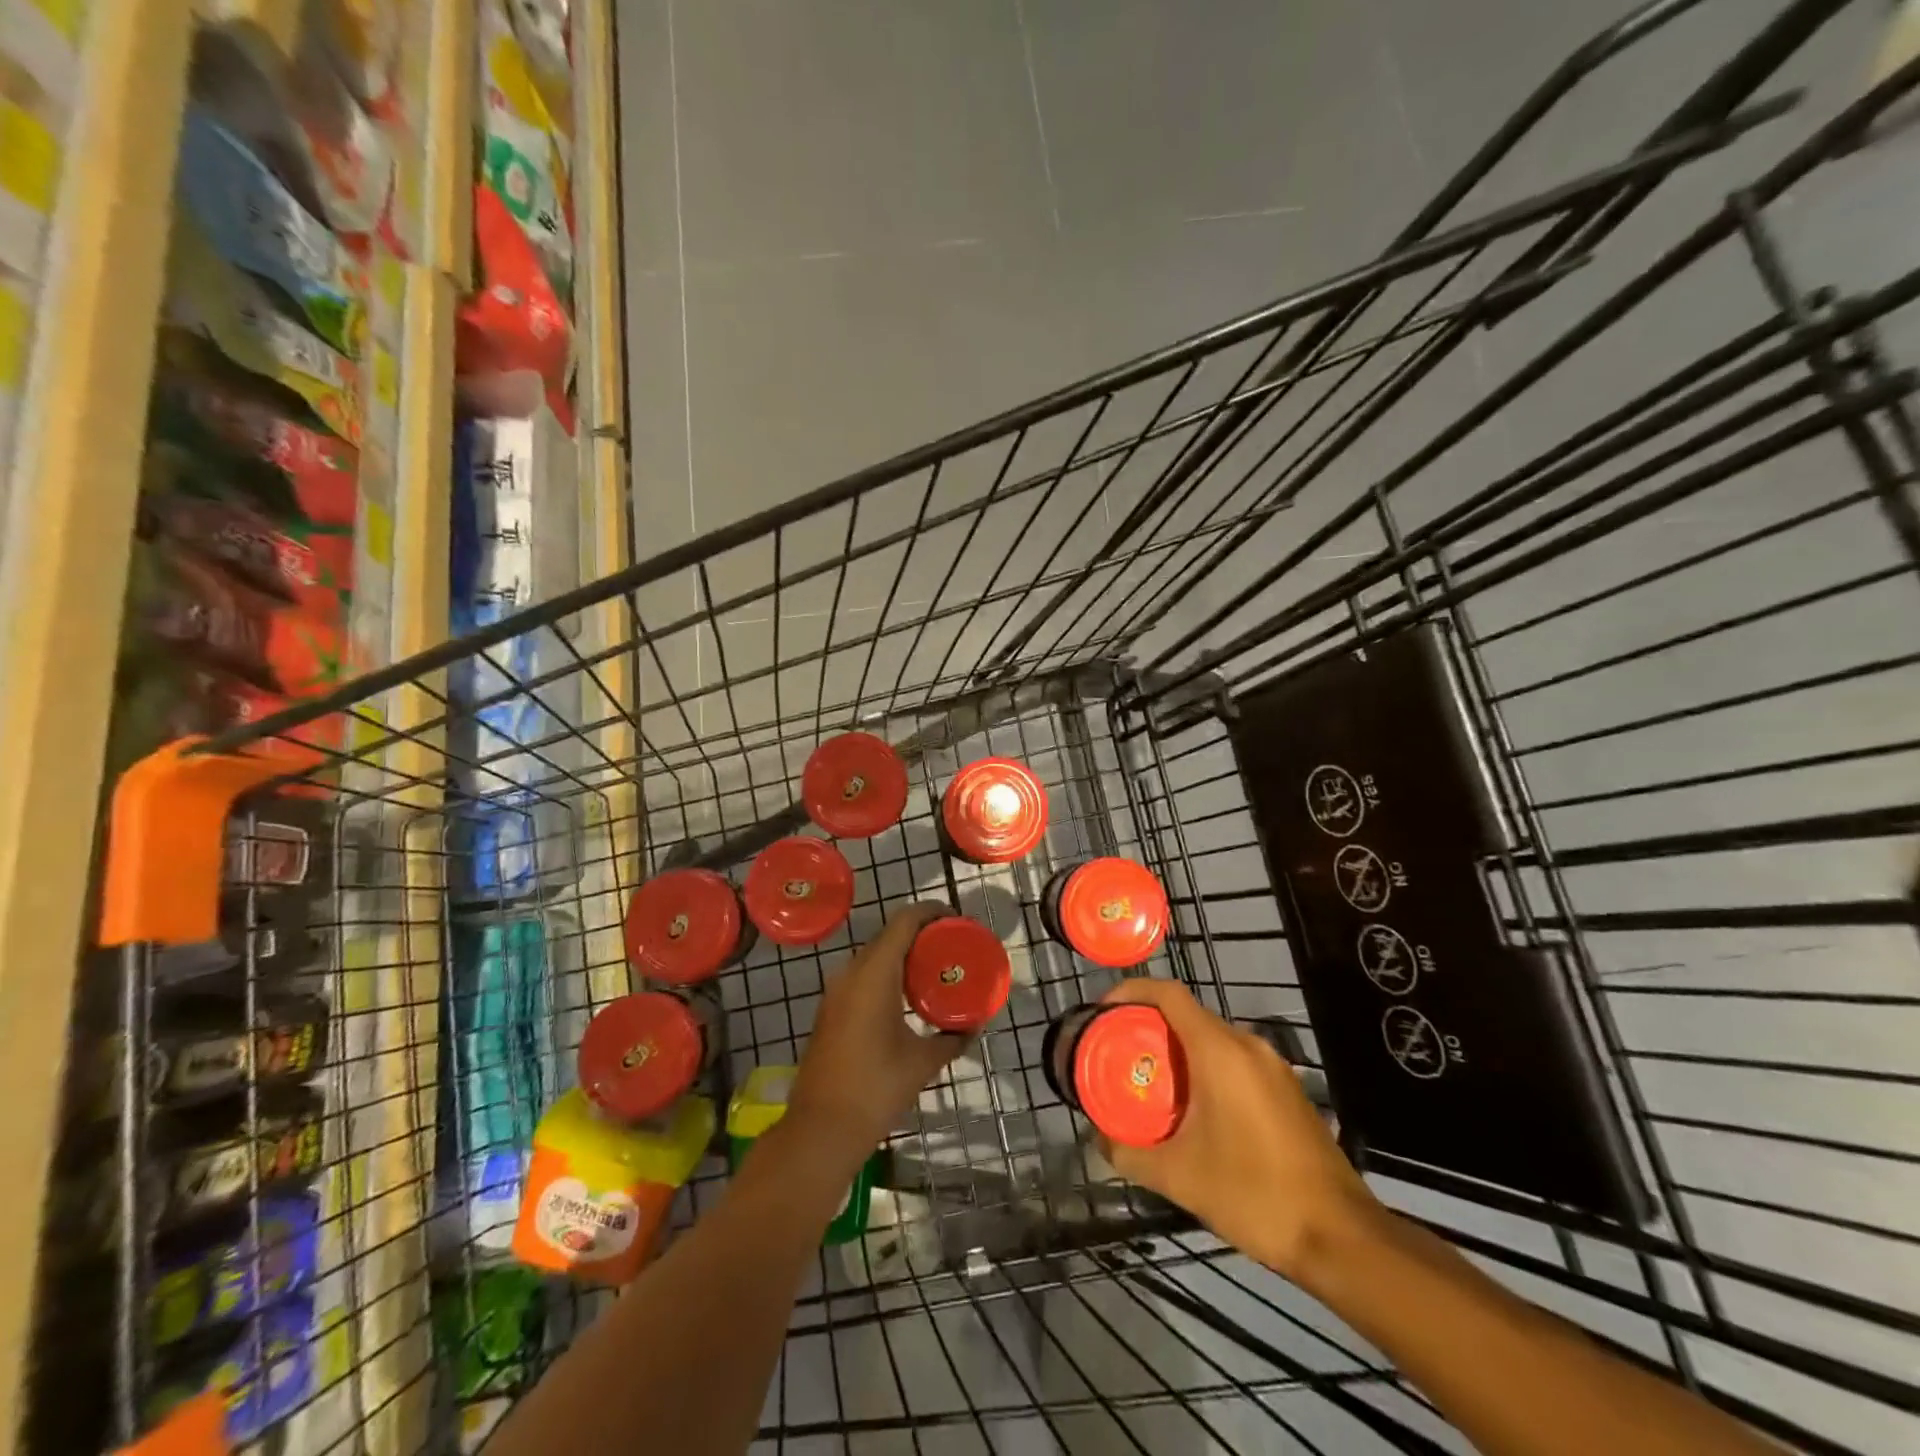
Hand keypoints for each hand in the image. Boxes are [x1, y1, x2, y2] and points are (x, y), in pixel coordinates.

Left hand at [788, 903, 966, 1169]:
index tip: (959, 920)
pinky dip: (888, 973)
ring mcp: (836, 991)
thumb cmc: (875, 1089)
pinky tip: (907, 996)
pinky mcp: (830, 1010)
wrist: (820, 1129)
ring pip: (874, 955)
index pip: (904, 921)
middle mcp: (851, 972)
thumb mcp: (922, 1063)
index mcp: (874, 974)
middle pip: (889, 935)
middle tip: (953, 945)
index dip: (932, 912)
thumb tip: (973, 1027)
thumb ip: (951, 1038)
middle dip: (922, 933)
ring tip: (935, 968)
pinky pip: (863, 976)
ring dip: (904, 954)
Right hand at [1096, 978, 1376, 1278]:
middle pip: (1188, 1015)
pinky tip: (1196, 1110)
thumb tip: (1099, 1140)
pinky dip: (1206, 1069)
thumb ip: (1130, 1153)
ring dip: (1179, 1051)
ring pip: (1213, 1039)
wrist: (1341, 1238)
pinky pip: (1235, 1061)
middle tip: (1120, 1055)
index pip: (1167, 993)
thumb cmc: (1254, 1194)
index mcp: (1219, 1050)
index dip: (1131, 992)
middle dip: (1150, 1028)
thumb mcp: (1179, 1177)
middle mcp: (1247, 1045)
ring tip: (1152, 1083)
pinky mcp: (1288, 1090)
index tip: (1103, 1011)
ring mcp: (1274, 1067)